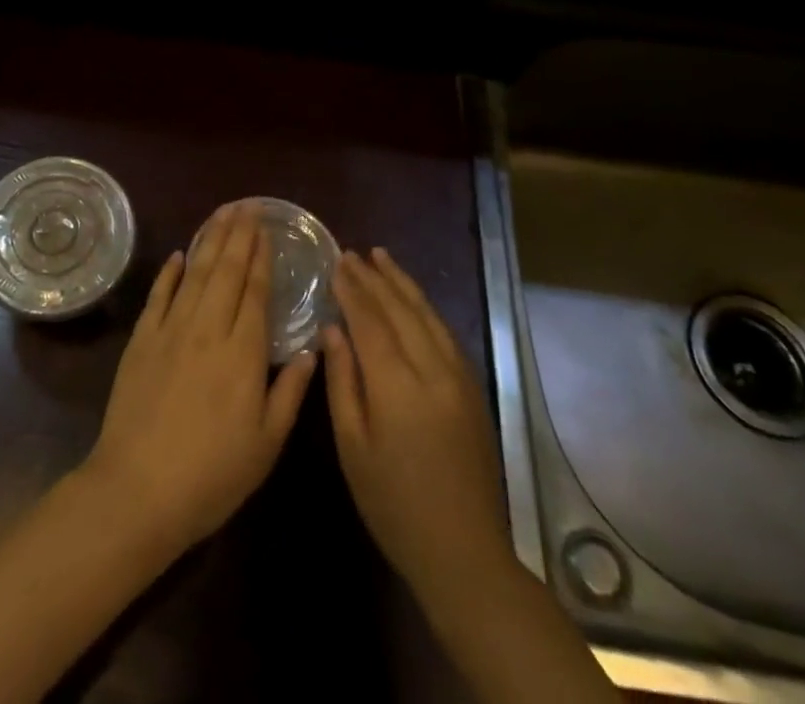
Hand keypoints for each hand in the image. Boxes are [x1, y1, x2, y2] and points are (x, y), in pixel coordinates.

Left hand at [81, 201, 319, 561]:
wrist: (139, 489)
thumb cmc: (212, 475)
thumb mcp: (266, 444)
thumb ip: (291, 392)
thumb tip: (311, 349)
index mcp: (243, 352)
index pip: (255, 291)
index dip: (261, 257)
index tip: (267, 228)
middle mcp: (208, 328)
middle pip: (227, 270)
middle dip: (239, 234)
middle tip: (248, 205)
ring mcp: (171, 330)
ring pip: (196, 273)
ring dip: (210, 239)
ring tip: (222, 213)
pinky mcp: (142, 339)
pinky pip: (159, 295)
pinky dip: (170, 271)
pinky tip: (179, 254)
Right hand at [324, 248, 508, 605]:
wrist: (464, 552)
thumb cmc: (394, 504)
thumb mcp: (353, 447)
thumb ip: (342, 382)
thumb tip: (331, 329)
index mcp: (398, 387)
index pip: (370, 322)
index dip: (352, 290)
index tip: (336, 263)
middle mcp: (432, 371)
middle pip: (400, 310)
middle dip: (374, 278)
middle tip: (352, 252)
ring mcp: (458, 377)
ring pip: (427, 315)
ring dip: (403, 284)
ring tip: (382, 257)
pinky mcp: (472, 388)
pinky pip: (445, 333)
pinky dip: (425, 307)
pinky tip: (413, 299)